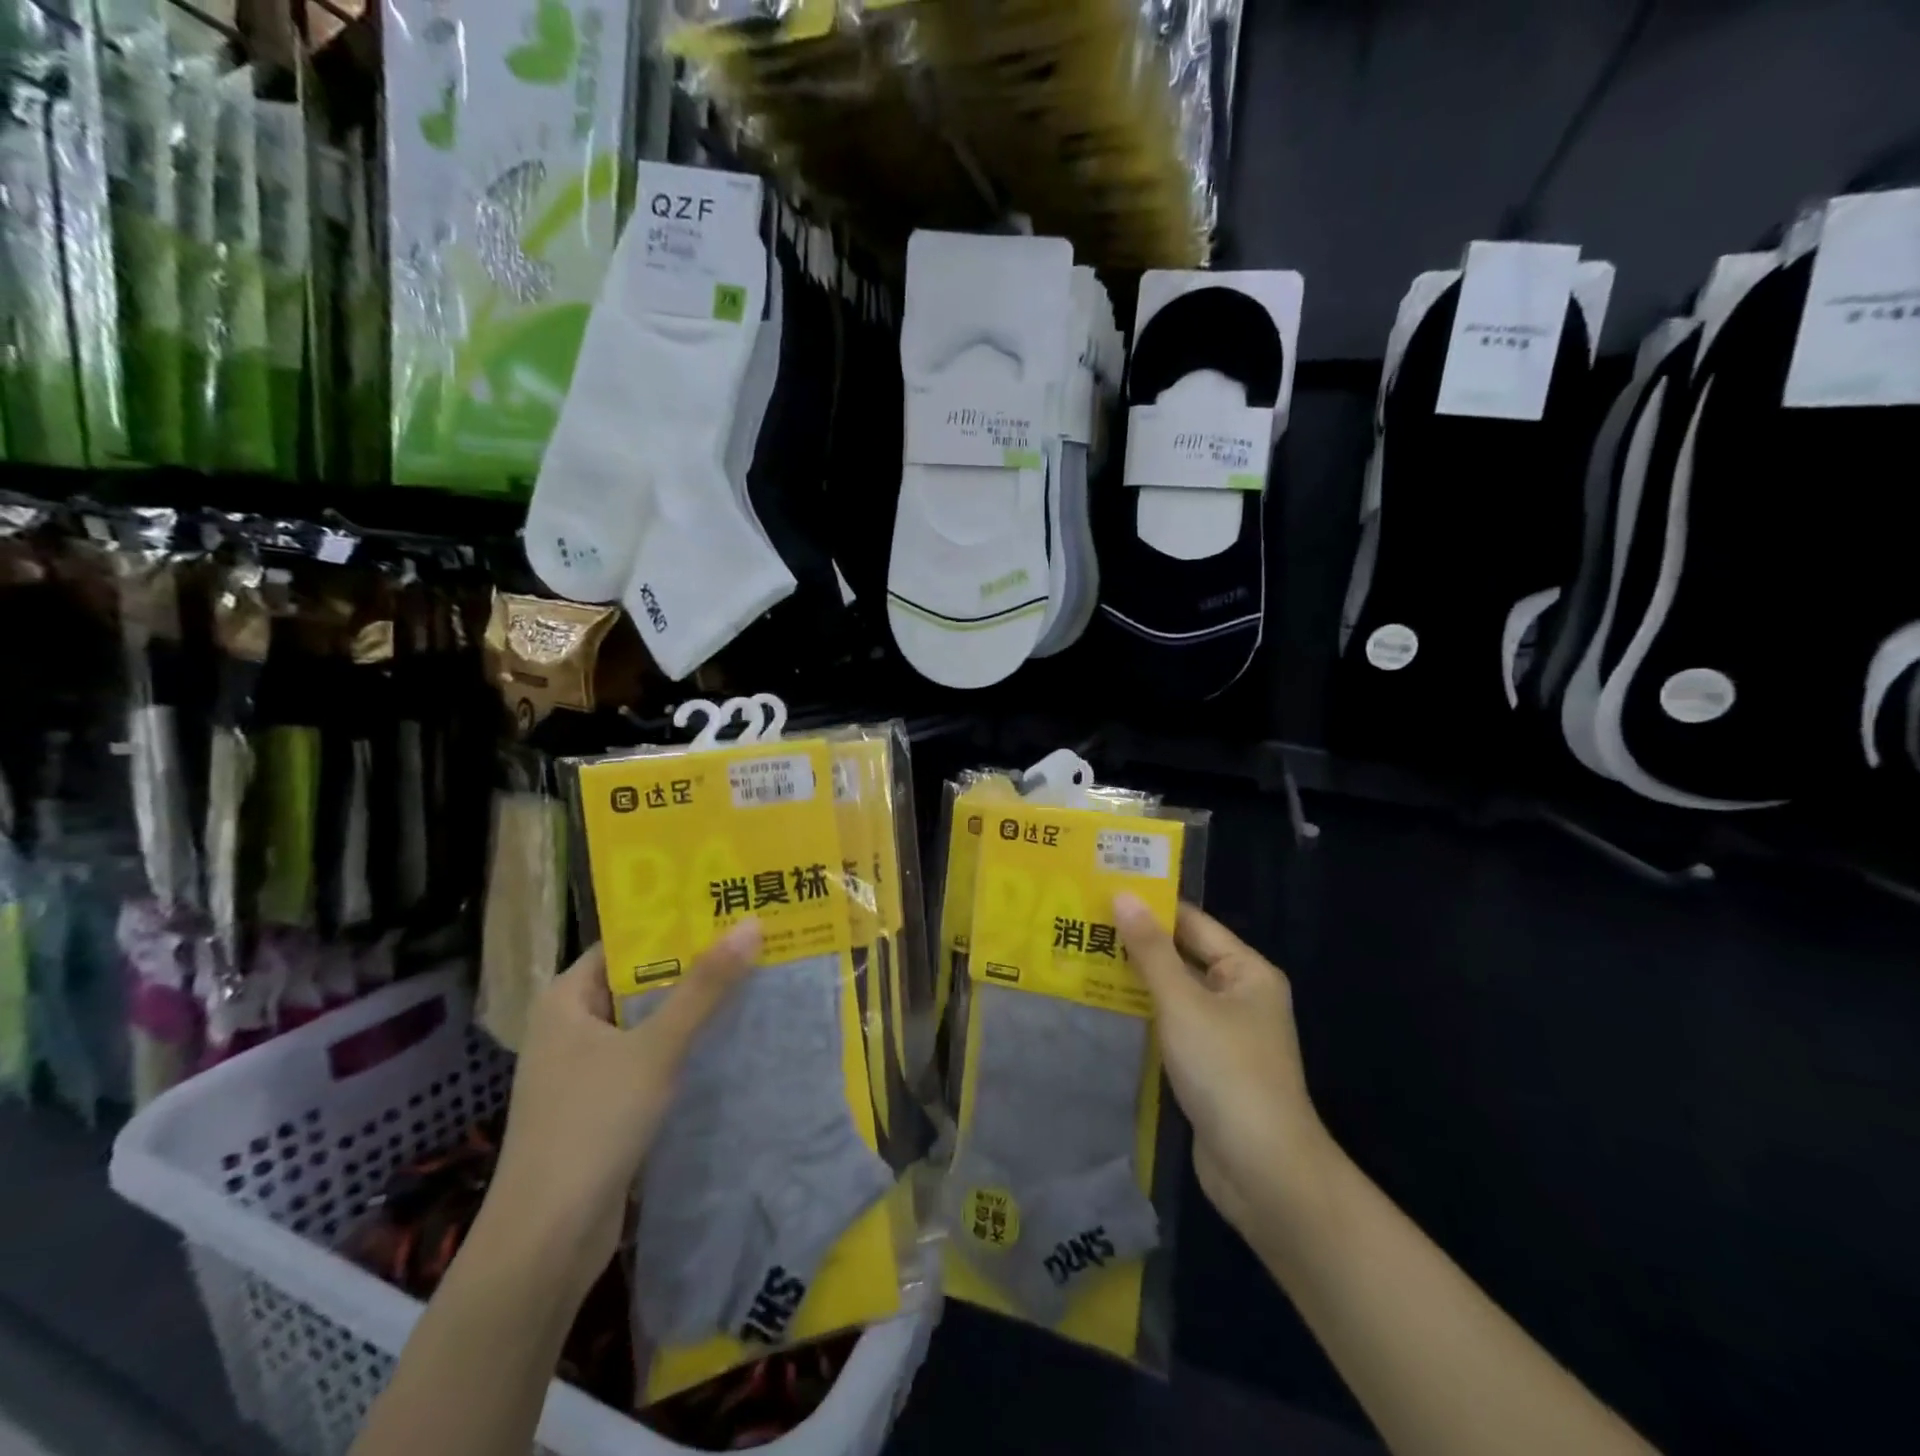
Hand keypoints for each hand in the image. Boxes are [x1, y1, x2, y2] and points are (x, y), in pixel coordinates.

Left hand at [474, 923, 762, 1292]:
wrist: (545, 1240)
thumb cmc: (592, 1125)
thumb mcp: (656, 1048)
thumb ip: (705, 988)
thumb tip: (753, 924)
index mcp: (566, 999)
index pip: (626, 943)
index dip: (674, 924)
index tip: (726, 908)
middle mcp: (570, 1025)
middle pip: (640, 980)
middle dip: (693, 965)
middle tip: (752, 939)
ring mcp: (584, 1068)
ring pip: (647, 1022)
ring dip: (692, 1007)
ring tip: (752, 978)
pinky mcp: (601, 1104)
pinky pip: (648, 1057)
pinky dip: (682, 1046)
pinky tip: (727, 1038)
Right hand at [1113, 896, 1332, 1241]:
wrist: (1262, 1170)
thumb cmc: (1226, 1070)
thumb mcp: (1183, 1002)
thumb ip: (1151, 950)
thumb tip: (1123, 895)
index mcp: (1247, 971)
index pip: (1192, 922)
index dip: (1149, 906)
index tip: (1101, 890)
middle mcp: (1239, 995)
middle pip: (1182, 956)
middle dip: (1135, 942)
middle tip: (1081, 922)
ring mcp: (1224, 1033)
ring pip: (1173, 993)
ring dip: (1134, 979)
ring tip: (1081, 956)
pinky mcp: (1207, 1066)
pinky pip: (1171, 1025)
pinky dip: (1142, 1014)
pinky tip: (1102, 1006)